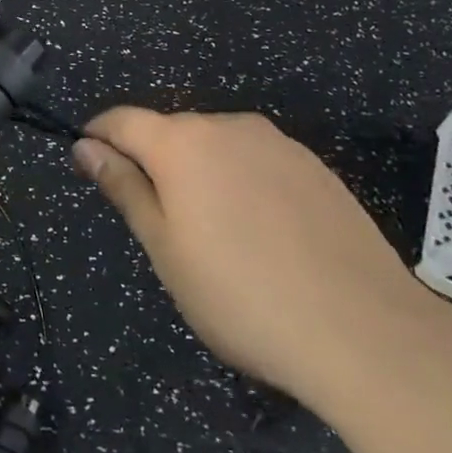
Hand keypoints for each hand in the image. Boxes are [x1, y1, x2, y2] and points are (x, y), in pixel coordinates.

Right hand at [72, 109, 434, 405]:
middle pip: (172, 133)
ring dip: (201, 174)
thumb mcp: (164, 248)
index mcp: (181, 142)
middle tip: (160, 225)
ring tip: (217, 236)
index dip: (99, 137)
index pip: (122, 120)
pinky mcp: (316, 168)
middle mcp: (228, 126)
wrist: (365, 332)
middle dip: (154, 163)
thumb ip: (123, 188)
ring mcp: (278, 144)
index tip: (89, 163)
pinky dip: (243, 185)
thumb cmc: (240, 294)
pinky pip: (259, 162)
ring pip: (218, 147)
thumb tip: (86, 146)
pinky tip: (264, 236)